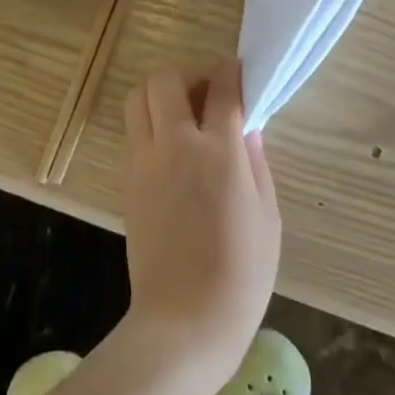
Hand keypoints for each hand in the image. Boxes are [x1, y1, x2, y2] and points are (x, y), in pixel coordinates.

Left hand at [121, 62, 280, 394]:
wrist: (183, 322)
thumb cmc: (240, 274)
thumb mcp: (267, 216)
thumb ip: (255, 161)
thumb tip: (247, 126)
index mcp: (218, 152)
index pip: (221, 89)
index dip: (231, 72)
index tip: (237, 72)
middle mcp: (175, 145)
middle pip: (166, 79)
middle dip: (188, 76)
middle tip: (206, 97)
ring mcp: (144, 160)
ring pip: (137, 97)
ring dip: (160, 95)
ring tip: (183, 118)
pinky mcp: (127, 179)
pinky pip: (132, 130)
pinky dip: (149, 124)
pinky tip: (170, 150)